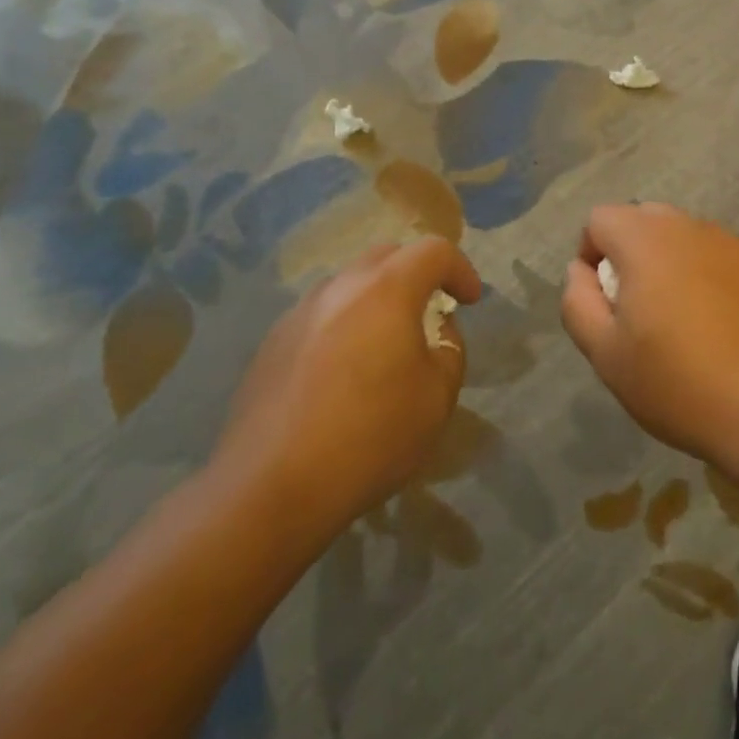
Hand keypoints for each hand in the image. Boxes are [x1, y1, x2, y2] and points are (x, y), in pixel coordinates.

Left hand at [213, 238, 478, 529]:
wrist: (269, 488)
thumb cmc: (370, 437)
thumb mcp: (438, 397)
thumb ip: (449, 348)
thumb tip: (435, 328)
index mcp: (386, 290)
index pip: (434, 250)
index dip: (460, 269)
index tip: (469, 301)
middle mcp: (340, 287)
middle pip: (387, 256)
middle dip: (416, 274)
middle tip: (429, 313)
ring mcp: (299, 313)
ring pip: (349, 284)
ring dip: (376, 299)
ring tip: (384, 344)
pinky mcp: (271, 343)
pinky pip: (319, 316)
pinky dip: (343, 325)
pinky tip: (341, 373)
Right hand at [561, 203, 738, 464]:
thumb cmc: (678, 384)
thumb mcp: (605, 354)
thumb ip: (578, 302)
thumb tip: (579, 270)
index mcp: (646, 240)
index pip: (600, 218)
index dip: (591, 254)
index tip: (604, 300)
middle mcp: (690, 227)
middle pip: (644, 219)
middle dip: (631, 253)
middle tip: (639, 308)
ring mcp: (733, 243)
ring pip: (685, 237)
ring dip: (672, 263)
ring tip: (683, 319)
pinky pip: (722, 257)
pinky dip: (710, 276)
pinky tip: (723, 325)